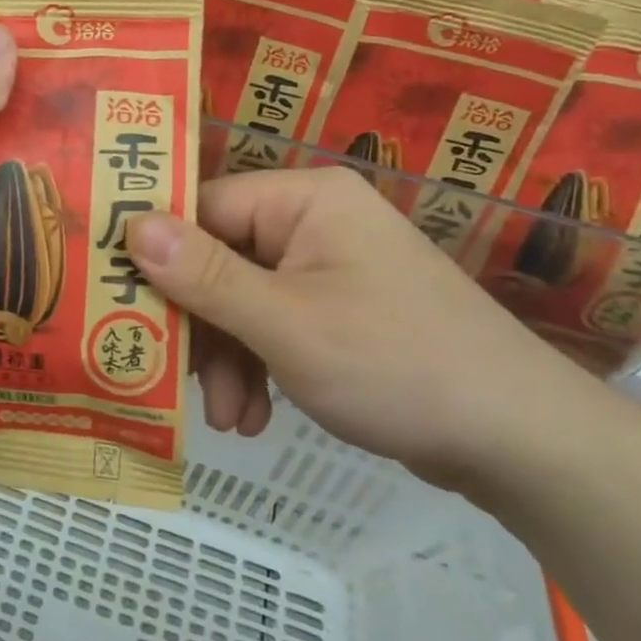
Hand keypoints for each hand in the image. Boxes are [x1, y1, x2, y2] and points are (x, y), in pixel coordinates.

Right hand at [126, 167, 579, 488]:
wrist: (521, 441)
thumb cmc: (395, 365)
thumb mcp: (285, 323)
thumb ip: (204, 274)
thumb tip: (130, 224)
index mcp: (303, 199)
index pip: (203, 209)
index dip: (158, 256)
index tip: (119, 304)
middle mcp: (313, 221)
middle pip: (218, 259)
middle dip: (200, 327)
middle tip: (175, 380)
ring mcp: (328, 267)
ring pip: (241, 299)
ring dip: (226, 358)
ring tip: (226, 419)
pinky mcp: (339, 309)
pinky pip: (274, 323)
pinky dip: (258, 367)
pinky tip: (254, 417)